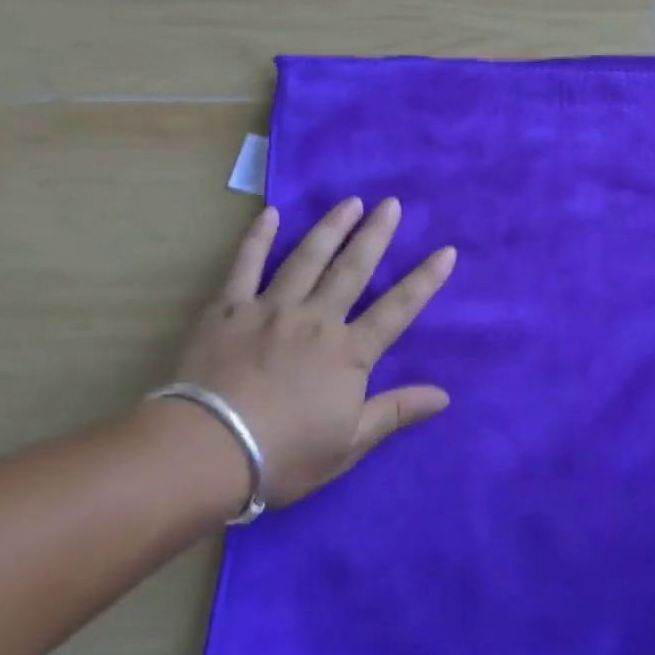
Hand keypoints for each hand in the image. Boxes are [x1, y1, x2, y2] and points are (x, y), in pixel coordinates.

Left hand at [168, 197, 456, 507]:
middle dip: (376, 235)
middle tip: (391, 204)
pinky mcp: (228, 309)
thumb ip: (396, 412)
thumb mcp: (349, 444)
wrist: (208, 450)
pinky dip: (258, 238)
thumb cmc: (285, 453)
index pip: (397, 309)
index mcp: (348, 352)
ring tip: (349, 201)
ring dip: (331, 227)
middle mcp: (316, 319)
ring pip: (307, 258)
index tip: (446, 251)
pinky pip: (245, 265)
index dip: (425, 280)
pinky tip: (270, 214)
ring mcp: (271, 308)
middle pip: (353, 269)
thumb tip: (444, 396)